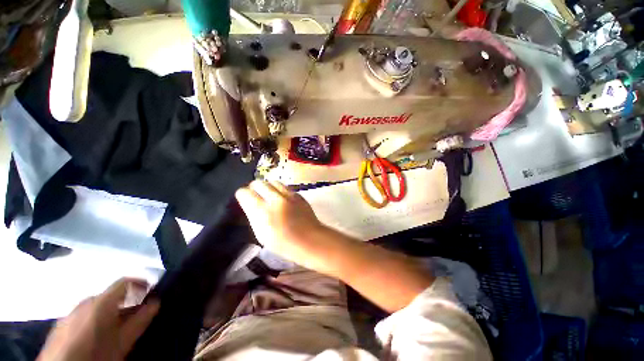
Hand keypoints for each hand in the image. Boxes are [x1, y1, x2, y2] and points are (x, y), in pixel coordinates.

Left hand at [37, 278, 159, 360]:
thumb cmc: (97, 354)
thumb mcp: (123, 341)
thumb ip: (140, 320)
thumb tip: (156, 301)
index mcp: (101, 301)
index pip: (125, 281)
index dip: (141, 283)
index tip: (151, 291)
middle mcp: (85, 302)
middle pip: (110, 295)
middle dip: (125, 302)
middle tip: (135, 317)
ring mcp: (70, 312)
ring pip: (96, 306)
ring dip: (110, 312)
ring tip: (116, 328)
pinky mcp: (61, 324)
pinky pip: (83, 315)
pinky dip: (94, 319)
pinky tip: (95, 336)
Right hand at [235, 180, 326, 266]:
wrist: (309, 239)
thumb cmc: (283, 243)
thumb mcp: (261, 233)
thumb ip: (253, 215)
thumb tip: (250, 204)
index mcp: (262, 211)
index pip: (245, 193)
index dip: (242, 195)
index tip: (244, 199)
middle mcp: (275, 199)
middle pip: (259, 183)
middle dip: (254, 188)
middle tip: (255, 195)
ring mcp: (289, 195)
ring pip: (273, 182)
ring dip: (268, 186)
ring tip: (268, 195)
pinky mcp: (298, 195)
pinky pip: (285, 187)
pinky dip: (280, 190)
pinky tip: (282, 198)